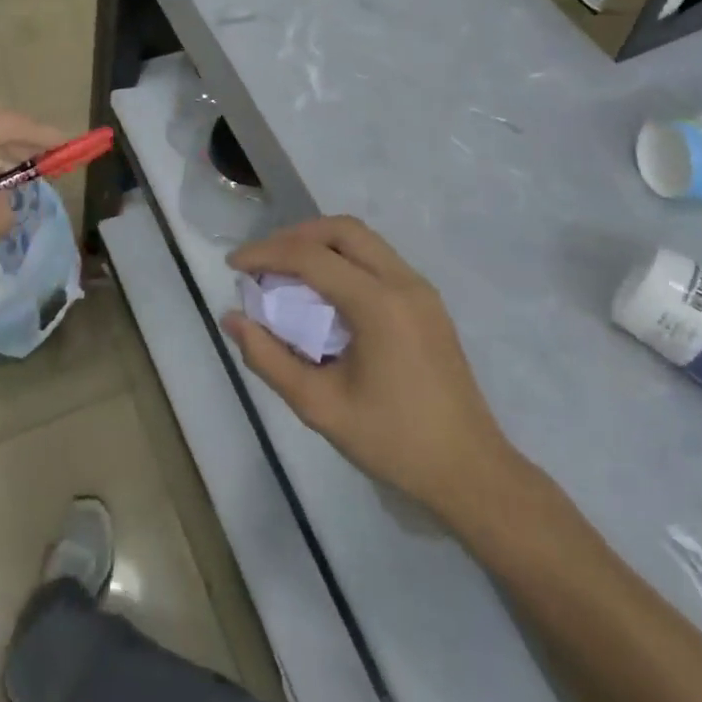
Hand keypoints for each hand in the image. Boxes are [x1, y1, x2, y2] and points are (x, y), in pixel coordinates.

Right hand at [225, 217, 524, 520]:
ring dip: (320, 244)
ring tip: (286, 271)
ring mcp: (421, 290)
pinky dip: (343, 259)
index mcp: (379, 304)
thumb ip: (269, 358)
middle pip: (341, 230)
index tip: (232, 264)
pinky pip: (378, 259)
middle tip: (262, 261)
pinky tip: (323, 291)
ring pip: (362, 239)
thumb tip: (232, 318)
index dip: (265, 253)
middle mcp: (403, 282)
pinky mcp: (427, 303)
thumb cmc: (393, 441)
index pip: (311, 256)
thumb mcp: (319, 406)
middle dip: (294, 236)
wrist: (470, 471)